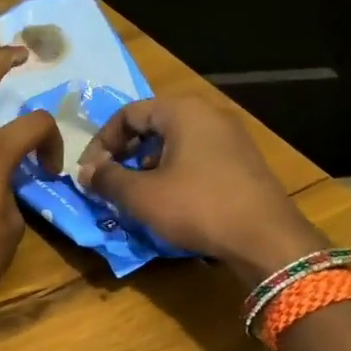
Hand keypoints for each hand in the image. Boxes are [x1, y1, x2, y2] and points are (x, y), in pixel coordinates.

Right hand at [77, 96, 323, 282]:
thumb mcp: (142, 195)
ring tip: (135, 196)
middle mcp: (208, 115)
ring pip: (174, 144)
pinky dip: (173, 174)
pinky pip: (196, 158)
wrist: (266, 239)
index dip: (101, 142)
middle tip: (109, 183)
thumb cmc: (197, 207)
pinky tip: (167, 203)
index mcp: (183, 111)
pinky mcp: (241, 163)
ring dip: (146, 167)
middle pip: (152, 126)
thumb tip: (85, 172)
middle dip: (124, 155)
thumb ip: (107, 179)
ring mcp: (230, 138)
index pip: (128, 114)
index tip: (89, 172)